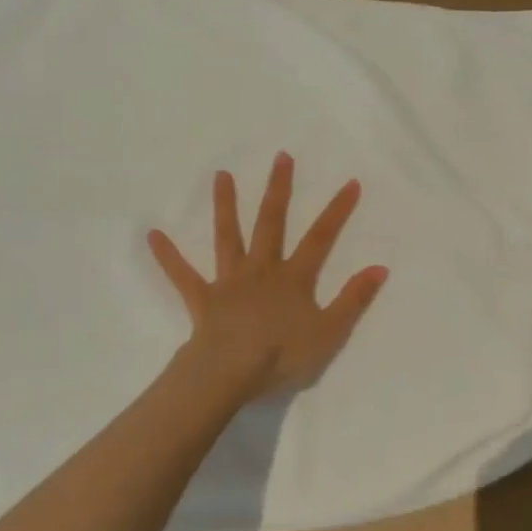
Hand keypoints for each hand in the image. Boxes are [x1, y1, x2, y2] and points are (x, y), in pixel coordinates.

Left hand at [148, 153, 388, 403]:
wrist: (230, 373)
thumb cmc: (281, 355)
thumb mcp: (329, 332)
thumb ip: (354, 299)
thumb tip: (380, 267)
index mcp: (293, 278)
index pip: (321, 238)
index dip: (337, 211)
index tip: (350, 182)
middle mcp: (262, 269)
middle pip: (271, 222)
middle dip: (279, 189)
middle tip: (281, 156)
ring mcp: (230, 280)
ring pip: (228, 236)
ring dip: (225, 205)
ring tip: (221, 175)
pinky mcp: (202, 298)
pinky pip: (182, 275)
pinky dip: (168, 256)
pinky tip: (152, 235)